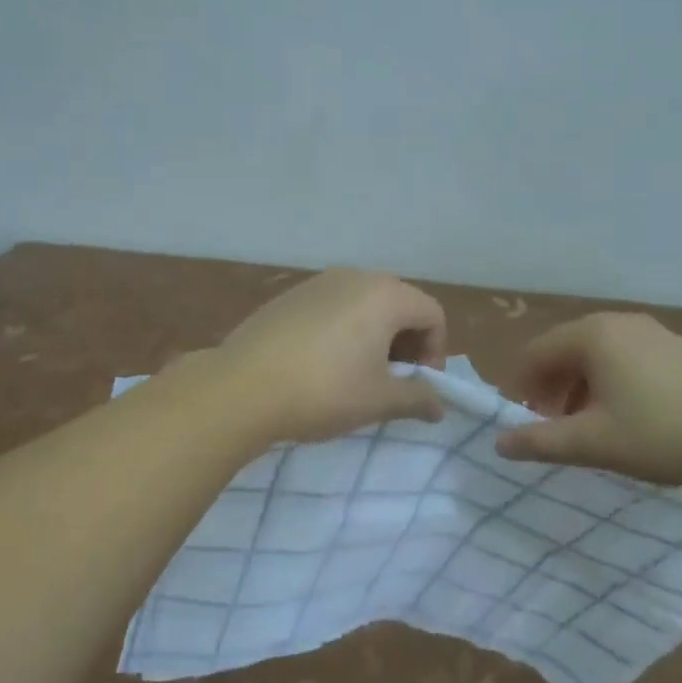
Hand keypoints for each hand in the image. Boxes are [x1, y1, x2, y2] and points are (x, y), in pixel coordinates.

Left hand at [218, 270, 448, 443]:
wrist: (242, 386)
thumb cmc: (324, 390)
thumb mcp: (378, 400)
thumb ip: (417, 398)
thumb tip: (439, 406)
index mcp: (384, 294)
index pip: (432, 314)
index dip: (435, 351)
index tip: (417, 386)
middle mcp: (354, 277)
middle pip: (399, 304)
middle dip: (405, 343)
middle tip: (391, 382)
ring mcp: (318, 282)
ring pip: (364, 305)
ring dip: (374, 337)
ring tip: (356, 376)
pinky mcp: (289, 296)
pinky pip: (332, 308)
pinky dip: (342, 331)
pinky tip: (321, 365)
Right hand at [493, 313, 681, 482]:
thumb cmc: (665, 432)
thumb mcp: (596, 443)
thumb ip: (542, 442)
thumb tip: (499, 442)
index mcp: (591, 335)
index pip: (534, 354)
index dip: (520, 389)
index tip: (522, 424)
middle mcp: (616, 322)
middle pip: (563, 352)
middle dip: (550, 390)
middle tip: (553, 430)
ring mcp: (649, 331)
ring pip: (594, 357)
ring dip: (579, 390)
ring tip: (588, 429)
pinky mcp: (674, 347)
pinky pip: (623, 359)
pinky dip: (609, 385)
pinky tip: (626, 418)